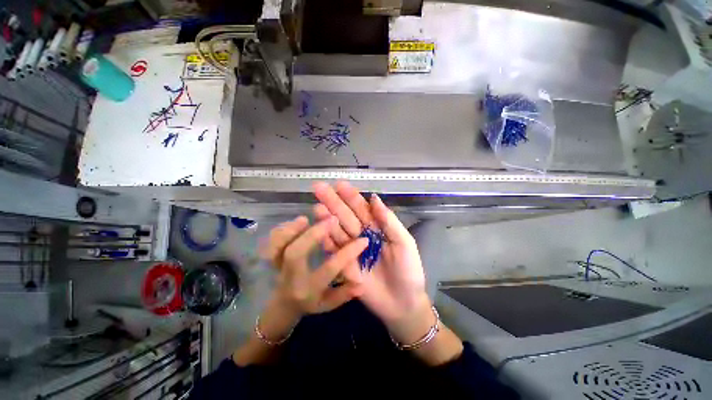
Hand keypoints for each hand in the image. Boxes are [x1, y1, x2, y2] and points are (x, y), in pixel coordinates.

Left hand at [258, 215, 368, 340]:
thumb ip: (345, 294)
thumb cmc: (309, 303)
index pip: (329, 269)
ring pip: (277, 247)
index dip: (347, 254)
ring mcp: (278, 266)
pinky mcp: (272, 257)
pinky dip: (281, 230)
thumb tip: (362, 283)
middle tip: (332, 219)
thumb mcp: (329, 303)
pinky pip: (271, 242)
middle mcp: (291, 277)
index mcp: (308, 289)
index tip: (363, 240)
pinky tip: (296, 222)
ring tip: (306, 219)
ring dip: (292, 230)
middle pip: (296, 253)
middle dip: (314, 234)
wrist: (282, 306)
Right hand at [312, 181, 433, 344]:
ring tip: (317, 206)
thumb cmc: (408, 270)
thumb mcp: (403, 242)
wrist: (402, 304)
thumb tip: (374, 197)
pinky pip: (334, 251)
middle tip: (318, 188)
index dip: (351, 196)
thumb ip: (389, 221)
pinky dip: (326, 240)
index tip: (339, 184)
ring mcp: (352, 250)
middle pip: (346, 216)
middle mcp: (362, 235)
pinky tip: (318, 229)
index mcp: (377, 227)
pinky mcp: (345, 265)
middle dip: (333, 202)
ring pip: (337, 230)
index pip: (362, 208)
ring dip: (327, 219)